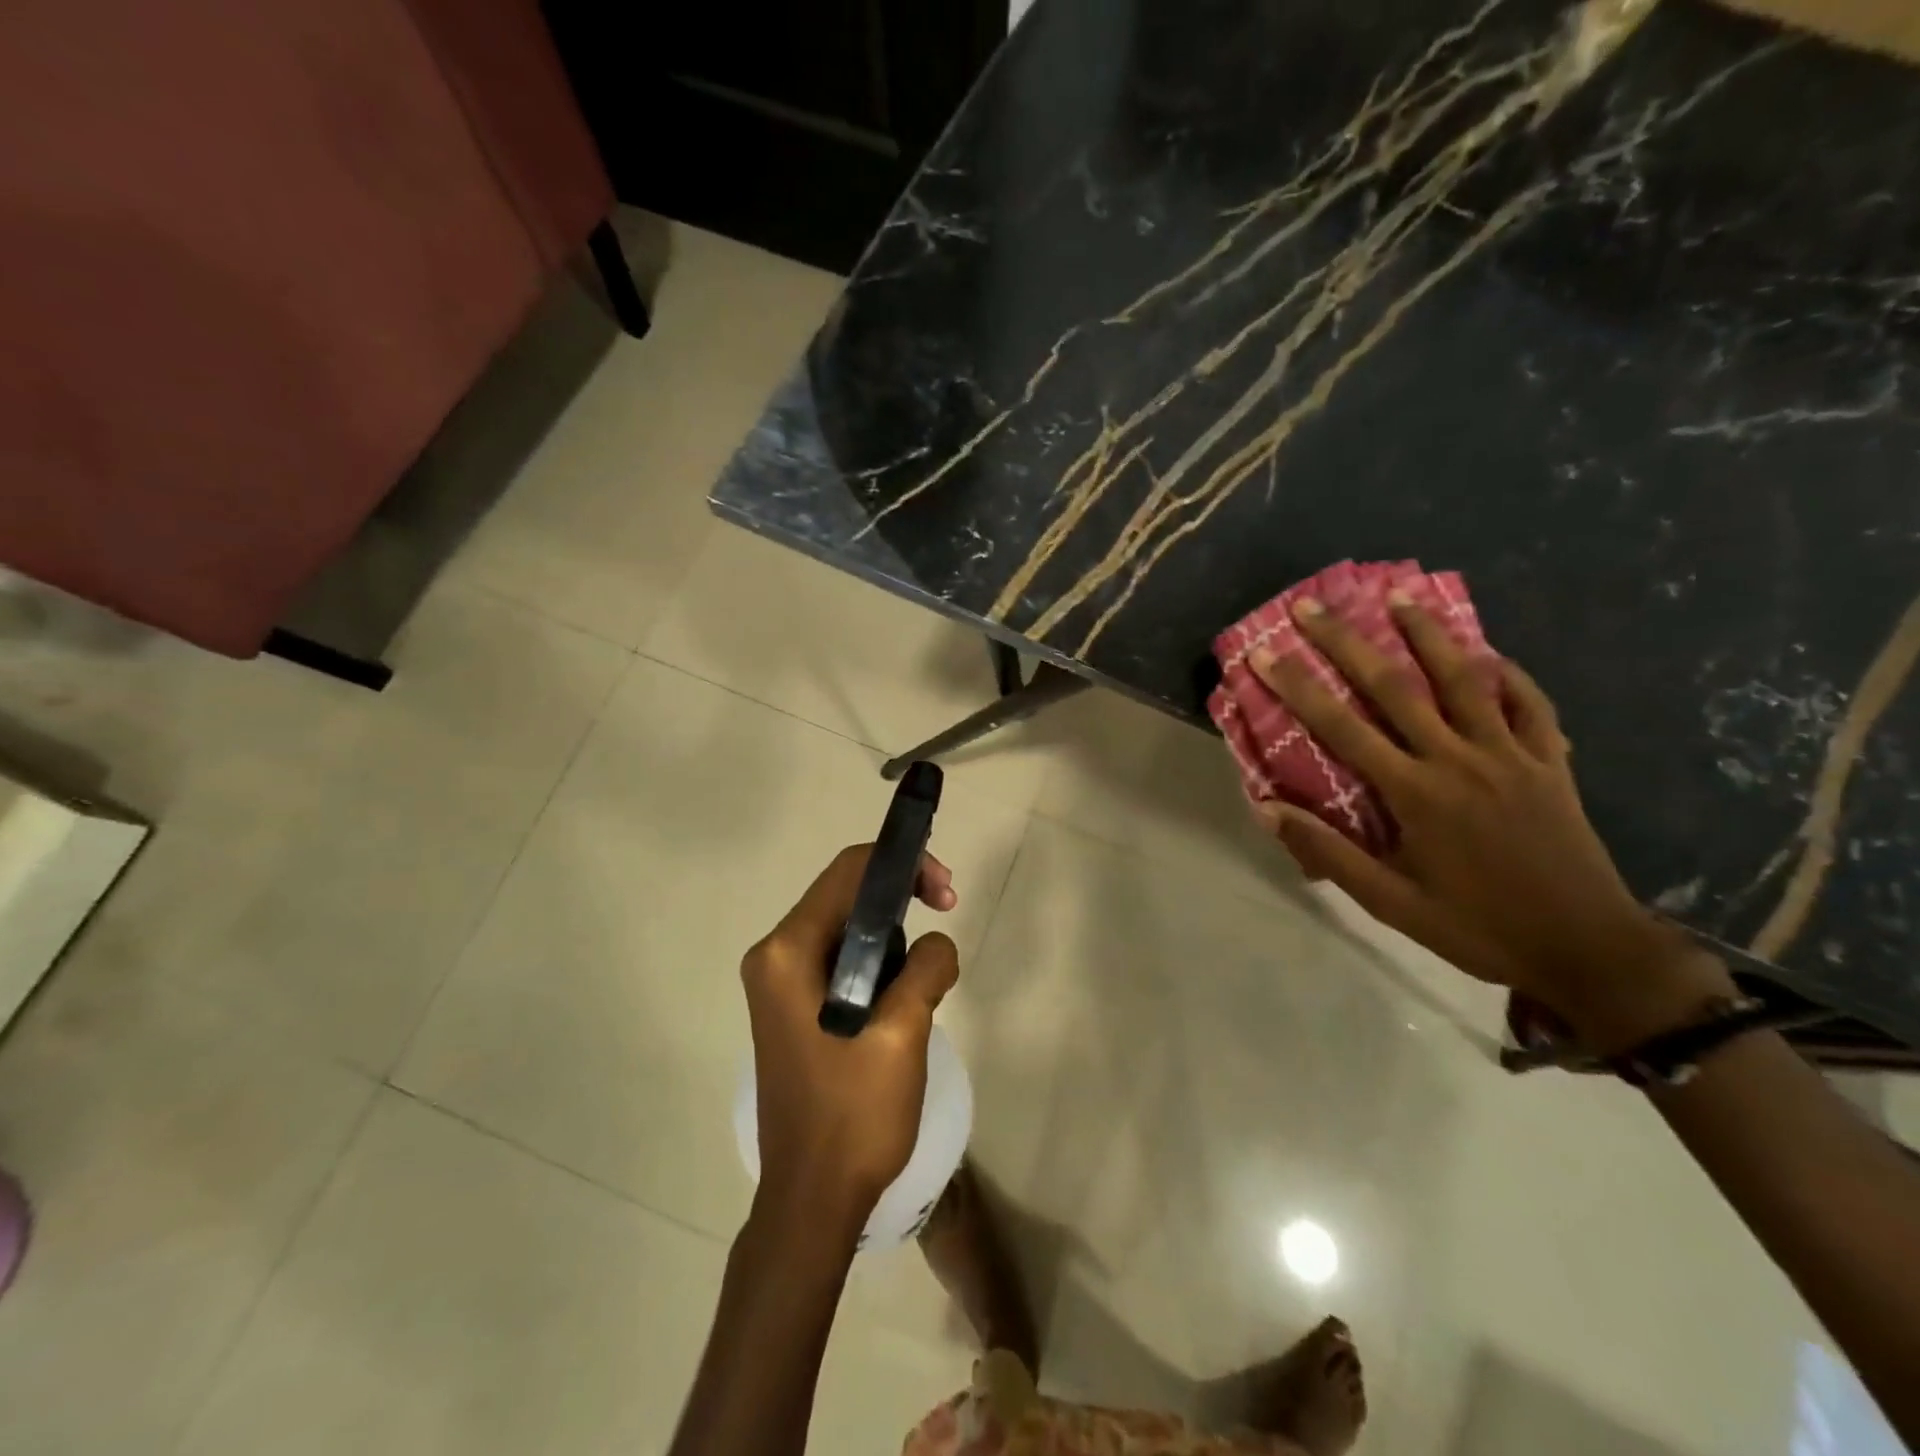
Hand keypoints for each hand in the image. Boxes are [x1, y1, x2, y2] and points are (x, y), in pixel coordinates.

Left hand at [741, 845, 960, 1224]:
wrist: (812, 1202)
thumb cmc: (853, 1115)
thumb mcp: (904, 1032)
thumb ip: (927, 967)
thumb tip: (937, 945)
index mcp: (787, 952)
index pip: (848, 873)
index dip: (902, 866)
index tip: (946, 892)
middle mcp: (774, 957)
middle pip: (846, 895)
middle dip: (901, 899)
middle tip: (948, 915)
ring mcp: (779, 985)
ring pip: (847, 929)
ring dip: (893, 937)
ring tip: (927, 976)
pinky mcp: (793, 1009)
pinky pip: (840, 961)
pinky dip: (878, 964)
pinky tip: (903, 997)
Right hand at [1250, 593, 1733, 1050]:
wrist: (1588, 949)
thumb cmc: (1477, 927)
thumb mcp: (1390, 903)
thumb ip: (1329, 852)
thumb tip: (1267, 809)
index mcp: (1415, 793)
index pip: (1342, 727)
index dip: (1298, 686)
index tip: (1265, 652)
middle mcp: (1459, 759)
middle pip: (1395, 686)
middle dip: (1347, 641)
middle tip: (1312, 606)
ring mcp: (1511, 755)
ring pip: (1465, 679)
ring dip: (1428, 634)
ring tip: (1400, 595)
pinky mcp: (1551, 762)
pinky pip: (1531, 704)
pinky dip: (1509, 674)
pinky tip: (1491, 654)